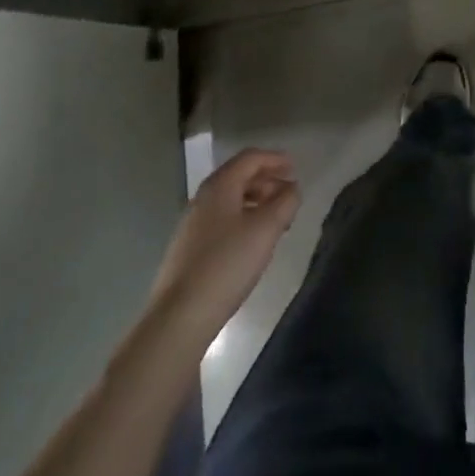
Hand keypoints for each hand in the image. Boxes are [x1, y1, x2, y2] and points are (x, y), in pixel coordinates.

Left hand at [148, 148, 299, 340]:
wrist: (179, 317)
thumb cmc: (227, 264)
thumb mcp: (266, 229)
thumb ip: (286, 202)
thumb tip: (292, 188)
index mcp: (220, 185)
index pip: (250, 158)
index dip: (275, 159)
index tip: (295, 168)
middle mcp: (203, 197)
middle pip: (240, 176)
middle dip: (267, 181)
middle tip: (289, 196)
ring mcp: (192, 223)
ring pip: (231, 200)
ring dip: (256, 202)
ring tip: (276, 221)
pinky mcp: (188, 248)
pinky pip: (221, 220)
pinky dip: (242, 219)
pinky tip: (252, 242)